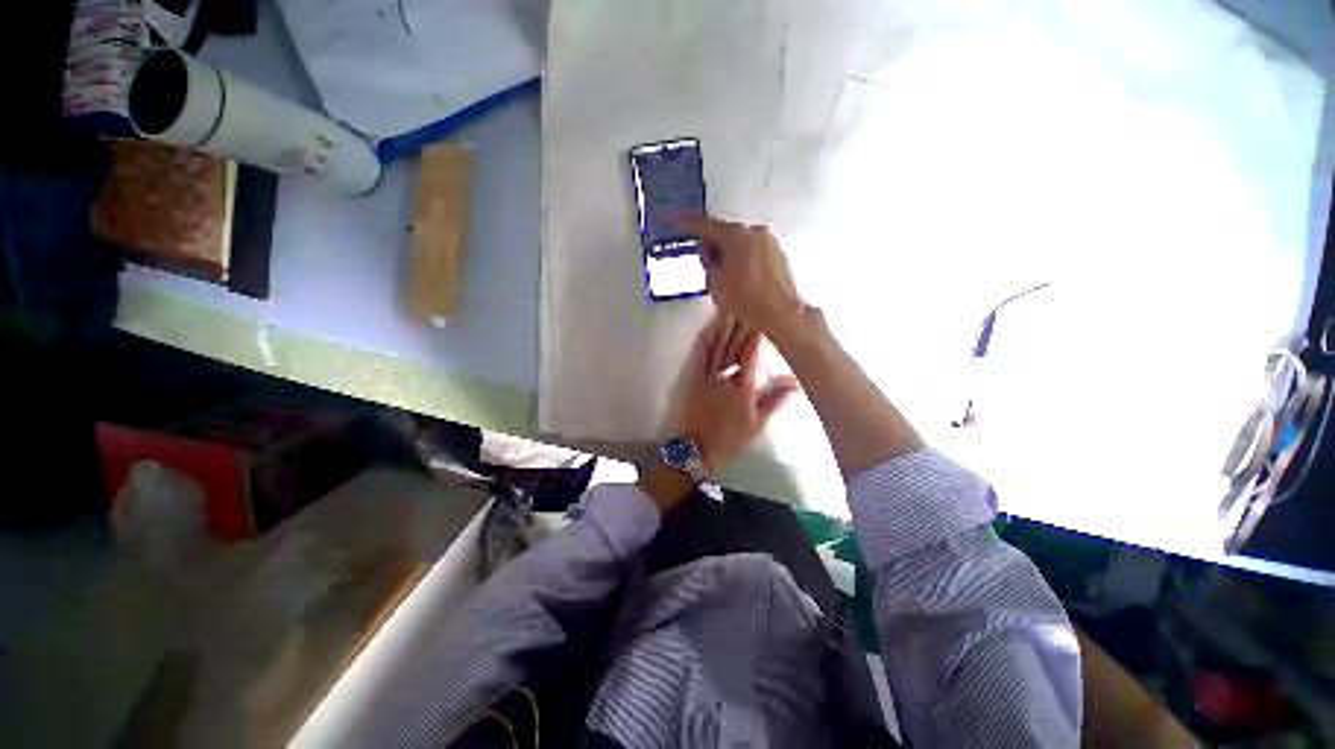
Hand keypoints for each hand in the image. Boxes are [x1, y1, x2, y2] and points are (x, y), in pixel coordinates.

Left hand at [675, 314, 799, 470]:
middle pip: (734, 346)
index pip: (750, 354)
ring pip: (718, 347)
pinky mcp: (694, 379)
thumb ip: (774, 401)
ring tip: (731, 307)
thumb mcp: (757, 423)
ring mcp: (707, 376)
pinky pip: (700, 356)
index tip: (762, 316)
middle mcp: (725, 376)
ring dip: (725, 326)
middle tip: (748, 303)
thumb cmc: (730, 438)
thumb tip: (795, 383)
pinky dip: (705, 341)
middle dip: (741, 324)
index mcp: (743, 386)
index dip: (756, 334)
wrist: (698, 448)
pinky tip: (709, 327)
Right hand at [681, 216, 806, 343]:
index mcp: (736, 236)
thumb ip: (708, 261)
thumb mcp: (715, 282)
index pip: (705, 224)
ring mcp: (769, 241)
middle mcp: (754, 232)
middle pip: (725, 232)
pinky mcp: (778, 252)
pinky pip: (753, 248)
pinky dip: (744, 257)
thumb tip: (710, 253)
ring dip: (729, 252)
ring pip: (740, 240)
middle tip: (706, 264)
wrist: (780, 313)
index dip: (687, 223)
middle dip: (713, 244)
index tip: (674, 219)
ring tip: (727, 277)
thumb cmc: (746, 300)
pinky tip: (742, 278)